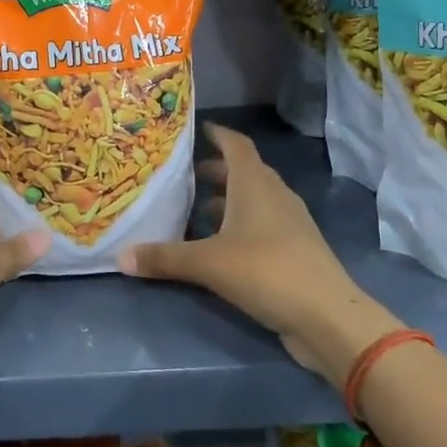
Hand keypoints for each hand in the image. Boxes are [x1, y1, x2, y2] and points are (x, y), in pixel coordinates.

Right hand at [118, 124, 400, 386]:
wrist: (327, 317)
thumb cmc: (266, 270)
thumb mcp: (207, 263)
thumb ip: (164, 258)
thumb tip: (120, 257)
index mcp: (254, 184)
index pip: (236, 144)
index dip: (217, 134)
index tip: (196, 129)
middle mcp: (274, 195)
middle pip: (243, 172)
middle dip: (214, 171)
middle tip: (183, 176)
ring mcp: (289, 223)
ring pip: (253, 200)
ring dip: (227, 201)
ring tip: (194, 212)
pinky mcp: (295, 250)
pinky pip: (262, 225)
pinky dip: (240, 226)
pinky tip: (219, 246)